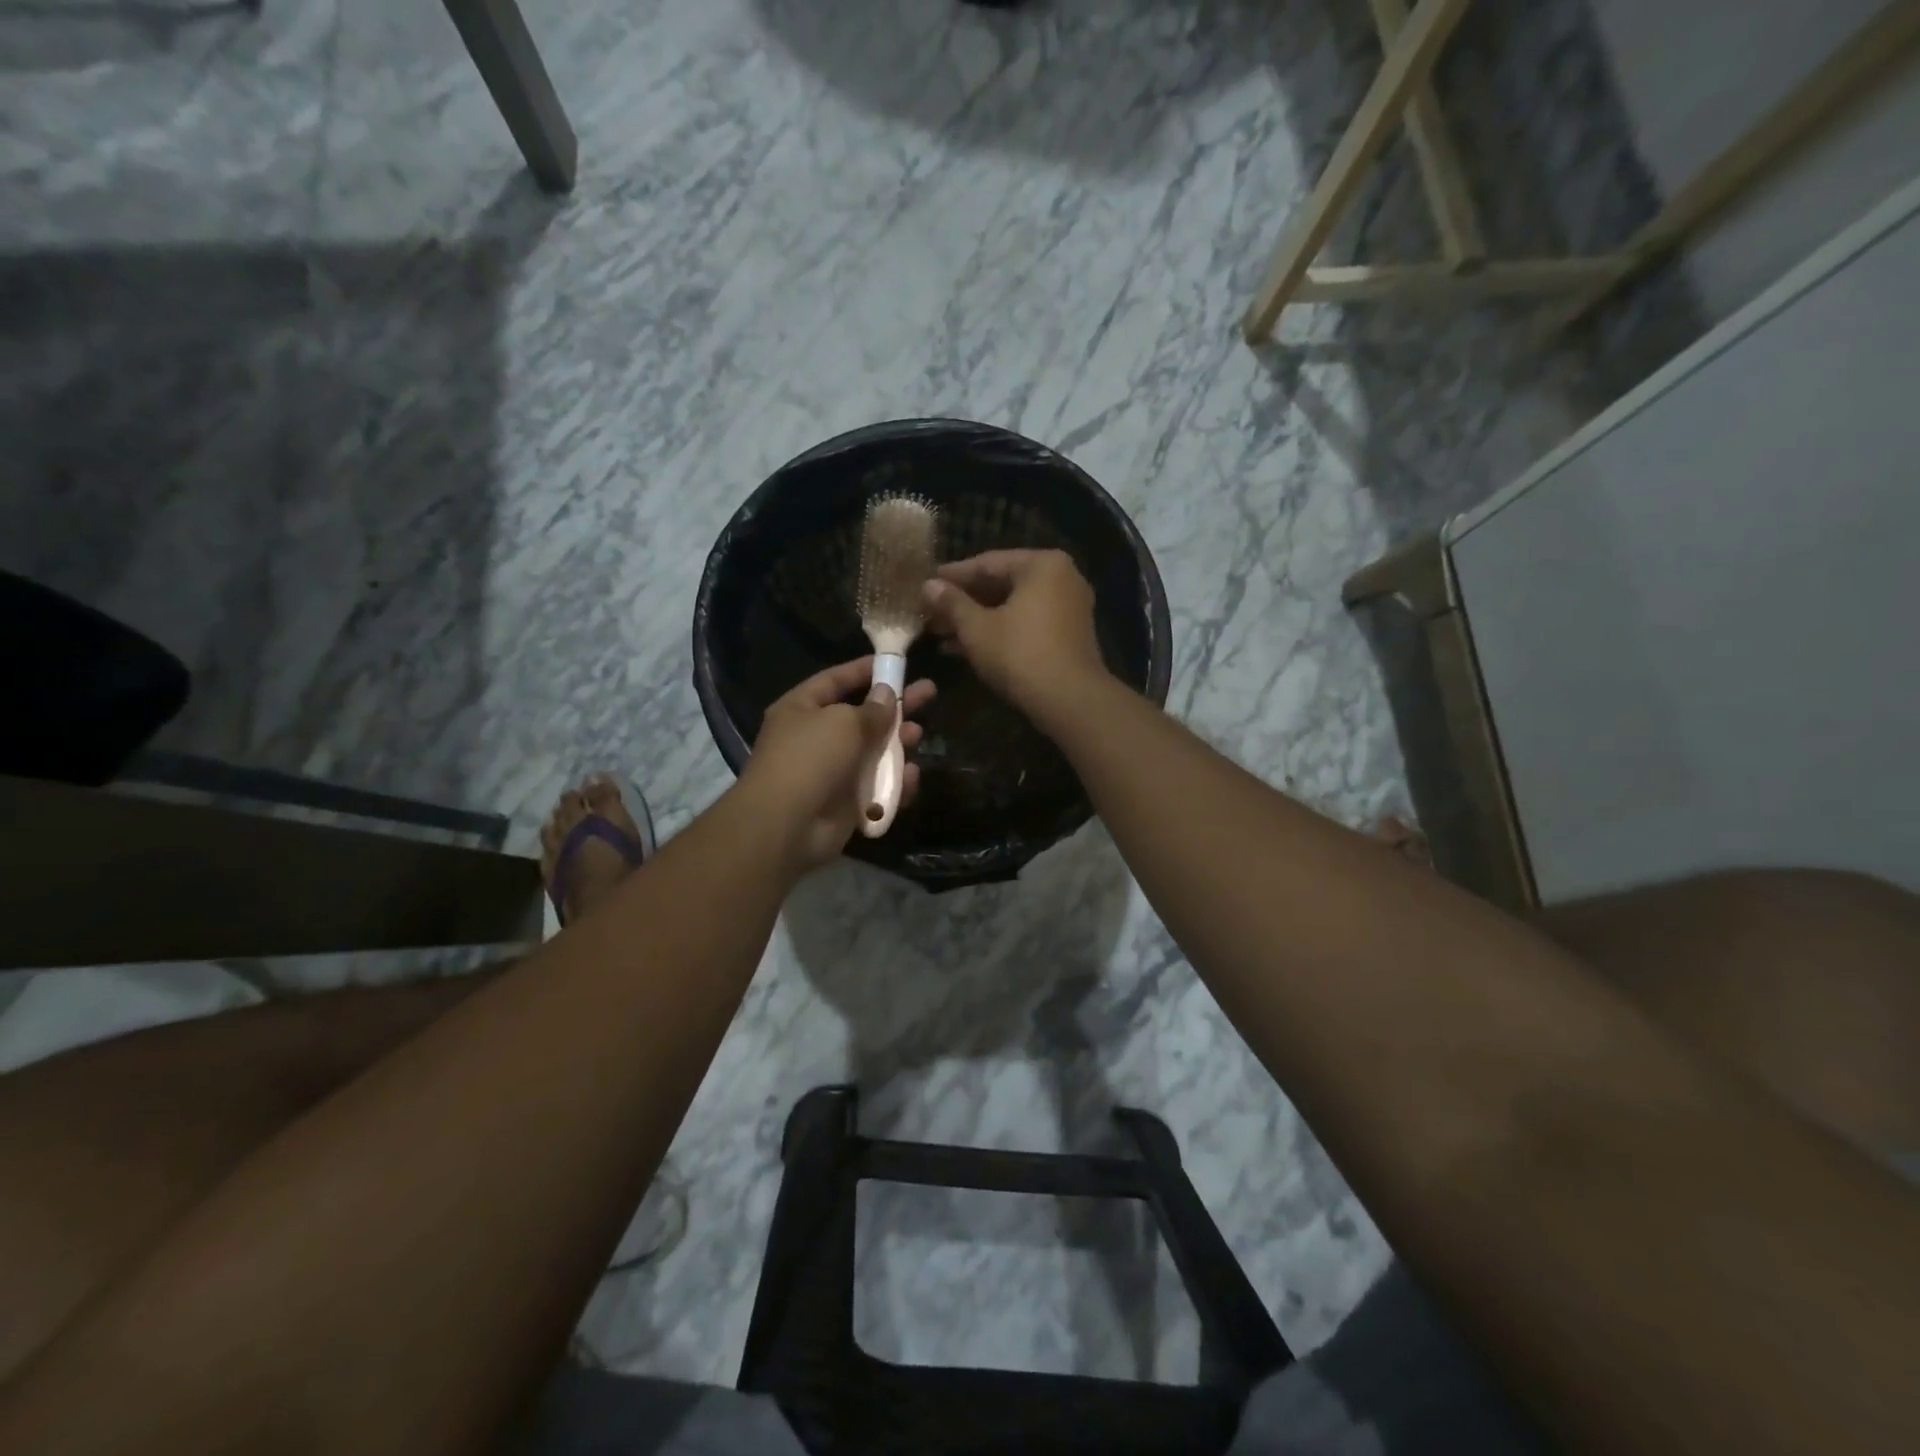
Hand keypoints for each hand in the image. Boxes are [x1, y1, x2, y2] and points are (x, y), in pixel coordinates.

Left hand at [738, 657, 935, 872]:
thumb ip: (872, 709)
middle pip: (862, 716)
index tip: (895, 663)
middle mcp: (815, 737)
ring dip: (898, 744)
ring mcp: (831, 772)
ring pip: (873, 752)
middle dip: (895, 706)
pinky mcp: (846, 803)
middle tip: (929, 692)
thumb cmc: (811, 759)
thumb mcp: (844, 722)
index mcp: (801, 709)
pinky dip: (895, 782)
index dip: (864, 670)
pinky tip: (911, 777)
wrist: (787, 825)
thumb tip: (887, 694)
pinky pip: (877, 787)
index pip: (835, 680)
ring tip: (917, 735)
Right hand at [923, 549, 1108, 720]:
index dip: (952, 576)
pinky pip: (1026, 623)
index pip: (987, 563)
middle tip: (931, 612)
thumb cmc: (1019, 654)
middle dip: (964, 602)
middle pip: (1002, 584)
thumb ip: (952, 603)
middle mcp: (1061, 578)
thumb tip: (928, 585)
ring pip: (1012, 607)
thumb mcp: (977, 628)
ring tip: (940, 633)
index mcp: (1042, 564)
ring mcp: (1068, 607)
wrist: (1069, 700)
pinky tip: (964, 648)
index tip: (926, 583)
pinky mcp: (1068, 635)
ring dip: (977, 620)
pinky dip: (999, 631)